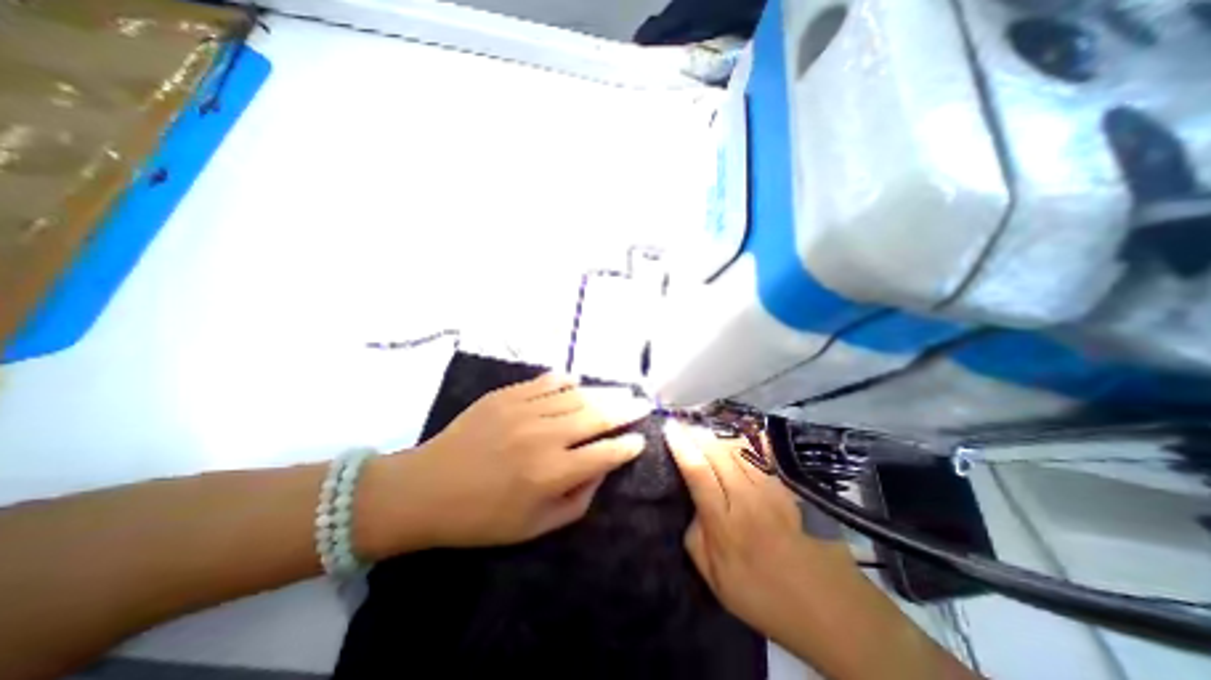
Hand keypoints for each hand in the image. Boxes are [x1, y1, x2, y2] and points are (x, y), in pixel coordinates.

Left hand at [357, 372, 652, 556]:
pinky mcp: (507, 395)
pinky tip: (576, 382)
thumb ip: (577, 500)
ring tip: (620, 392)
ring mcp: (524, 410)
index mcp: (551, 473)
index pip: (605, 453)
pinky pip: (546, 381)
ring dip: (602, 394)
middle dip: (626, 410)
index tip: (639, 440)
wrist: (426, 489)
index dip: (627, 446)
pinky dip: (565, 381)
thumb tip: (601, 469)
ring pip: (576, 396)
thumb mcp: (534, 527)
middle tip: (642, 403)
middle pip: (597, 416)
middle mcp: (544, 436)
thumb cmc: (481, 517)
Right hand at [662, 426, 859, 646]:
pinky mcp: (790, 486)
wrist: (830, 607)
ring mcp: (773, 489)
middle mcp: (748, 499)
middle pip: (717, 452)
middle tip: (682, 422)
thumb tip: (693, 504)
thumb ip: (695, 538)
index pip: (698, 472)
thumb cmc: (764, 595)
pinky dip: (747, 438)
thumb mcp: (715, 580)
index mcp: (725, 524)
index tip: (669, 427)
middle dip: (696, 432)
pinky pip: (765, 452)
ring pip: (739, 447)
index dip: (681, 445)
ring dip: (717, 433)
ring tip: (703, 427)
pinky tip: (737, 430)